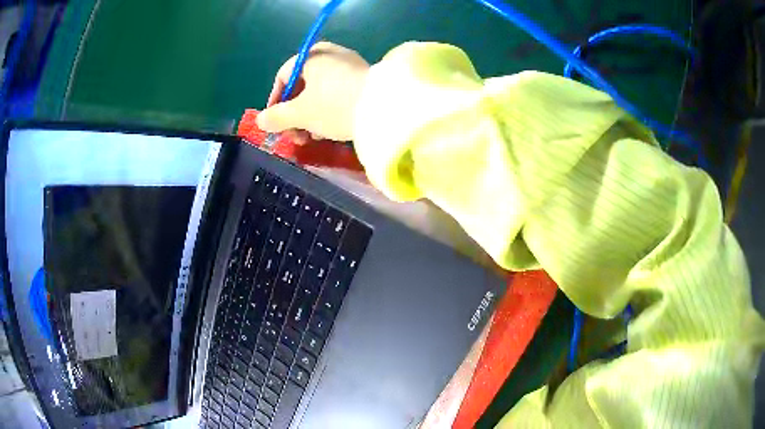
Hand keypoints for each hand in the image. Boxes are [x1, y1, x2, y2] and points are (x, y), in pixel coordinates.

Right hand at [257, 42, 369, 143]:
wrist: (385, 109)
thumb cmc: (334, 105)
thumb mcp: (300, 114)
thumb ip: (277, 117)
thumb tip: (260, 121)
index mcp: (311, 56)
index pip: (283, 76)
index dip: (275, 101)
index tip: (275, 123)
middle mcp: (330, 54)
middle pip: (302, 85)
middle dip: (294, 114)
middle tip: (294, 135)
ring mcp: (350, 65)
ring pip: (320, 92)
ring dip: (310, 116)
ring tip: (312, 138)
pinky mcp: (365, 80)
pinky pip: (338, 93)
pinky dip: (329, 111)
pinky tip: (330, 130)